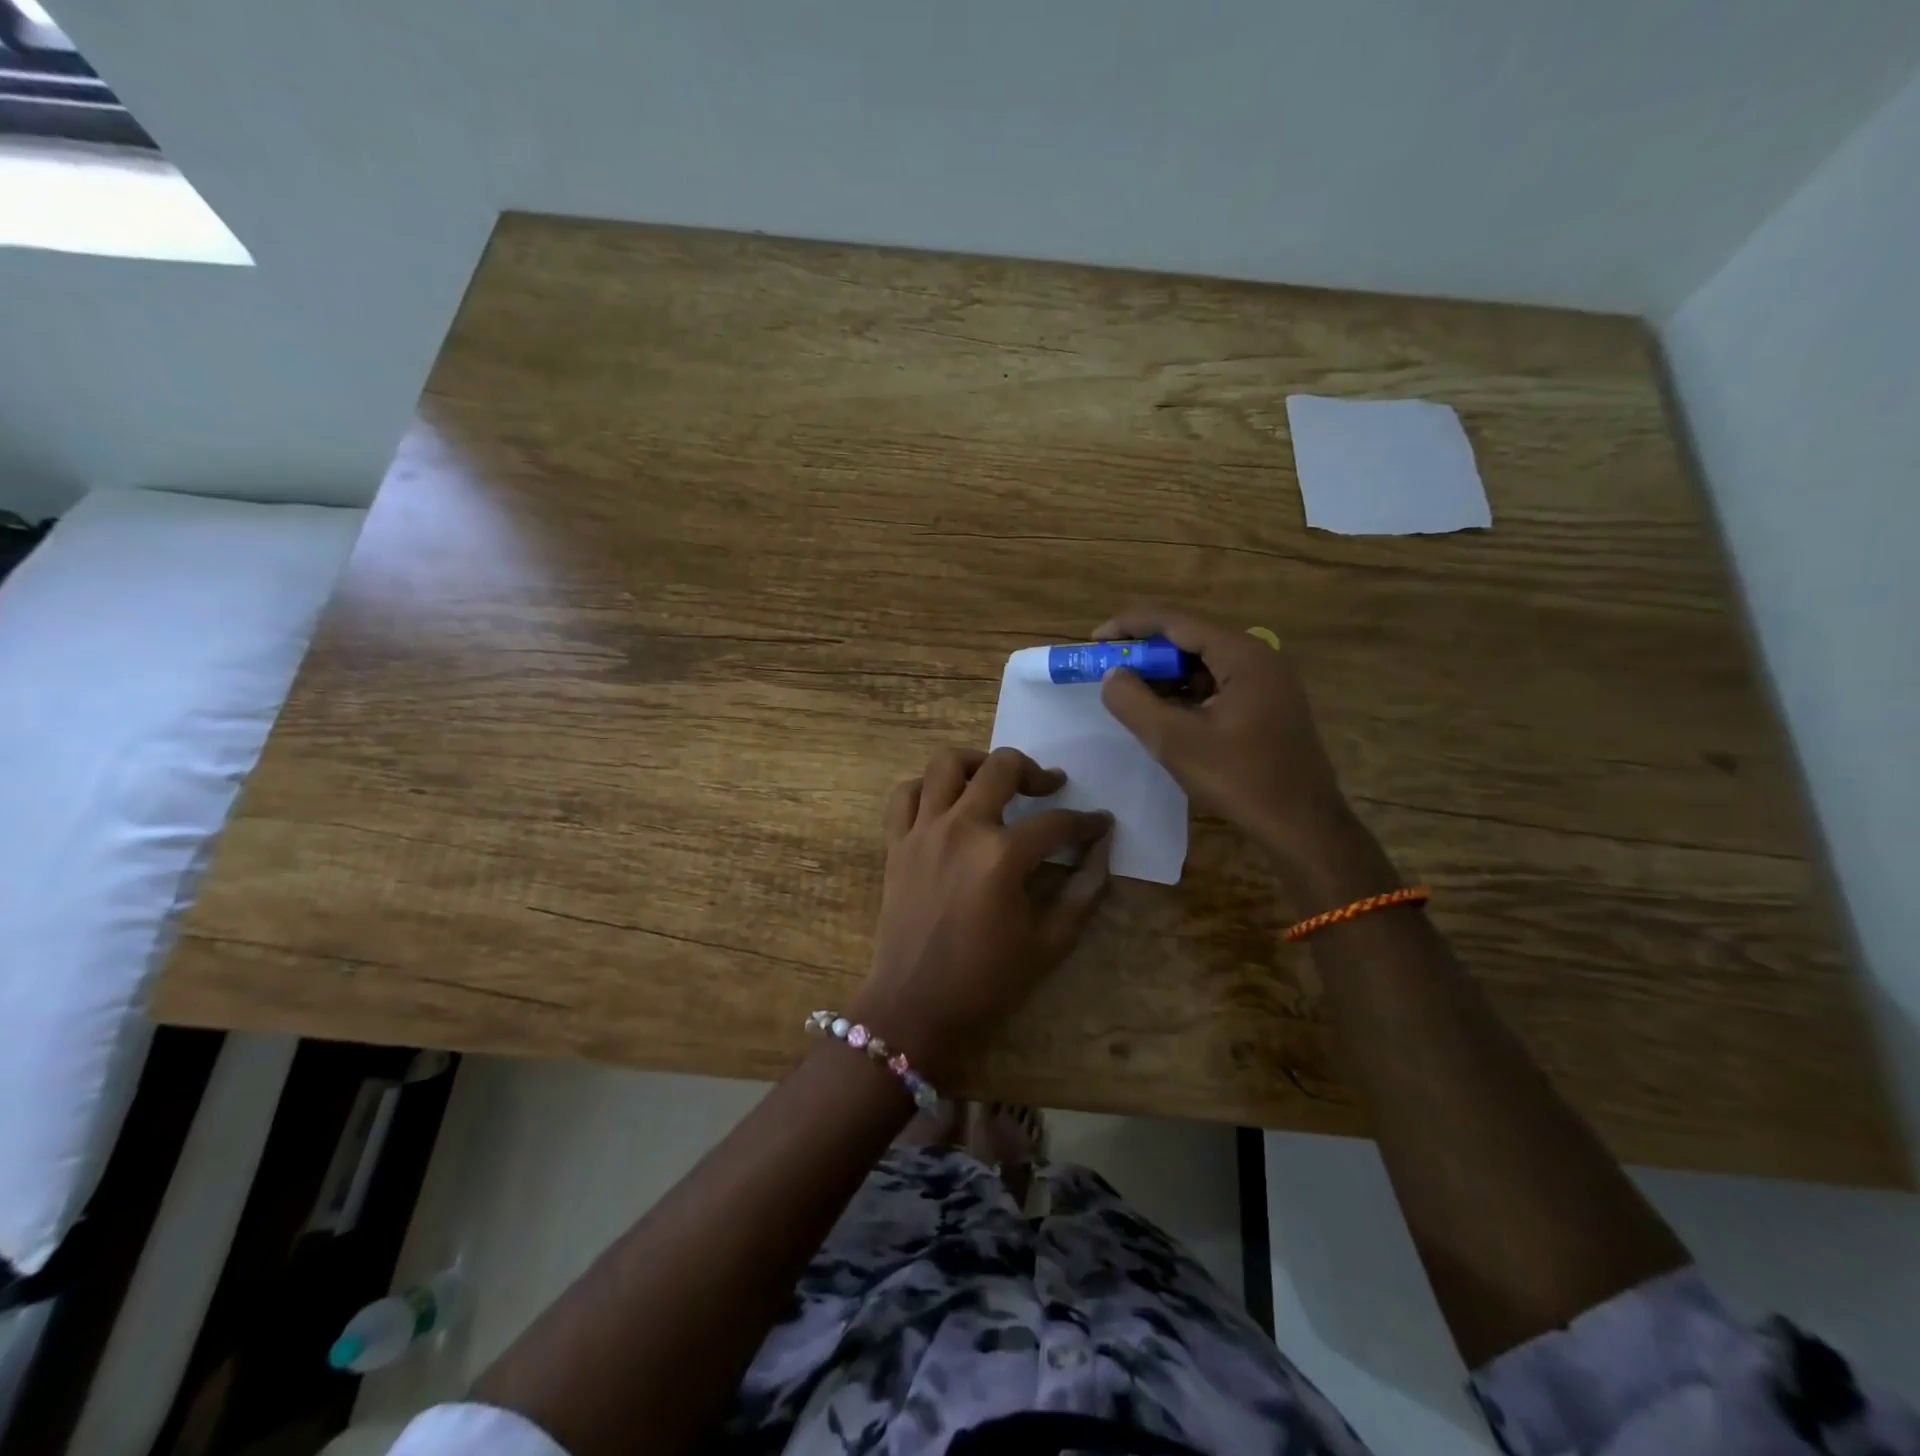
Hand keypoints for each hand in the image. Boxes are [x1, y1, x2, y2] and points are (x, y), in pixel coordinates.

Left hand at [853, 747, 1112, 1080]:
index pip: (1057, 823)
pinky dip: (927, 786)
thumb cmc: (986, 981)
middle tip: (1049, 787)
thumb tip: (1102, 851)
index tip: (1101, 823)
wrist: (914, 1007)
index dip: (1087, 822)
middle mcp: (961, 828)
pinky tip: (946, 801)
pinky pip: (906, 793)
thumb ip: (1084, 892)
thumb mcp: (1050, 943)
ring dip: (977, 763)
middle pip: (1002, 768)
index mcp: (1002, 856)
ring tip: (994, 780)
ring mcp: (923, 831)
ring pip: (946, 764)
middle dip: (1035, 772)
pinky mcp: (896, 842)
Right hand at [1094, 605, 1353, 864]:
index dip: (1130, 625)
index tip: (1094, 640)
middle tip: (1107, 668)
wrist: (1302, 825)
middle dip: (1145, 651)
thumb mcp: (1174, 741)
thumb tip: (1112, 676)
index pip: (1176, 621)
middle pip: (1190, 638)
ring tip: (1128, 692)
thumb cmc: (1239, 779)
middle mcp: (1258, 657)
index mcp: (1242, 655)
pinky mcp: (1267, 705)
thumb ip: (1133, 702)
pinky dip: (1185, 692)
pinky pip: (1216, 684)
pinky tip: (1163, 712)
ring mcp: (1266, 681)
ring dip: (1164, 674)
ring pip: (1202, 663)